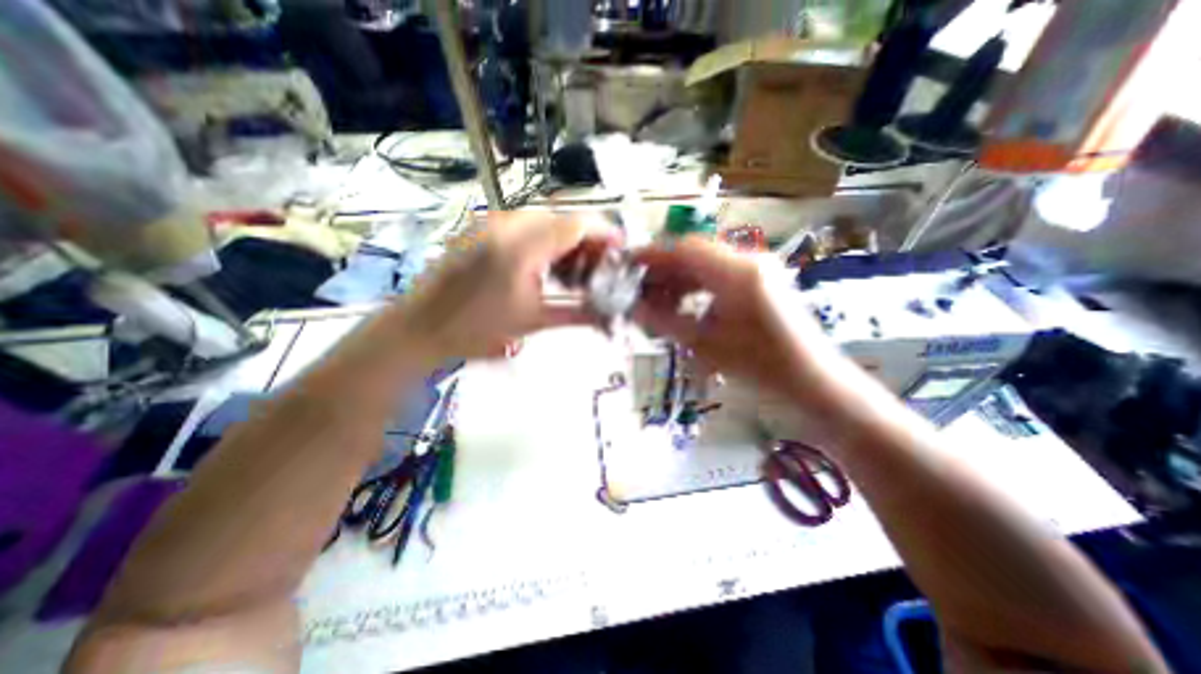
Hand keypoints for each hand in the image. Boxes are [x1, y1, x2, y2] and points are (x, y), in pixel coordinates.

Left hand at [382, 212, 612, 365]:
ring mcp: (491, 222)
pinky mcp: (482, 228)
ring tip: (574, 269)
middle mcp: (507, 223)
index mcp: (522, 246)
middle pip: (563, 218)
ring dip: (565, 240)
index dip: (605, 234)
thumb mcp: (533, 321)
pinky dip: (544, 240)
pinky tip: (546, 265)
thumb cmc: (477, 328)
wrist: (421, 327)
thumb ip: (576, 312)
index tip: (621, 250)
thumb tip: (610, 313)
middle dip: (586, 239)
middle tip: (597, 267)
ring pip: (544, 220)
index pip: (577, 224)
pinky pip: (524, 225)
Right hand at [633, 236, 836, 403]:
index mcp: (738, 272)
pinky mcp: (760, 279)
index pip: (685, 249)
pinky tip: (684, 304)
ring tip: (659, 302)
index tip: (629, 268)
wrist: (811, 380)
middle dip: (664, 271)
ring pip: (705, 262)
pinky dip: (697, 285)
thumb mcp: (705, 344)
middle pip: (694, 253)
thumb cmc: (760, 366)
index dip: (653, 256)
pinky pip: (719, 273)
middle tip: (640, 292)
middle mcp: (749, 259)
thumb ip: (665, 322)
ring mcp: (757, 267)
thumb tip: (632, 307)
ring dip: (679, 279)